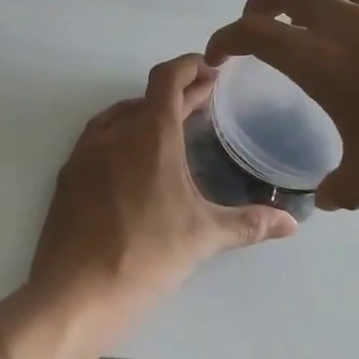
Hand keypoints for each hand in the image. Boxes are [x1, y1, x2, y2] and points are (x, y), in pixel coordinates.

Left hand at [27, 55, 296, 319]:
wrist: (73, 293)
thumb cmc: (145, 255)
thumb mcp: (203, 238)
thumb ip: (249, 224)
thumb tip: (291, 224)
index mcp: (149, 135)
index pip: (168, 79)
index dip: (189, 66)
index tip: (210, 68)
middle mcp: (113, 133)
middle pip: (148, 97)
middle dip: (178, 93)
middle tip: (204, 99)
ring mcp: (85, 154)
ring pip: (119, 116)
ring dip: (147, 112)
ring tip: (171, 125)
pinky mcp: (68, 178)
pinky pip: (98, 139)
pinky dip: (122, 135)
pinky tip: (133, 160)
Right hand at [205, 0, 358, 209]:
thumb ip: (344, 187)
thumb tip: (326, 199)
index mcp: (324, 59)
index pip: (256, 31)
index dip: (226, 37)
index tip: (216, 54)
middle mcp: (350, 24)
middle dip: (260, 3)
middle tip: (256, 31)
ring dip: (306, 6)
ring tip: (309, 40)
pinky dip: (348, 17)